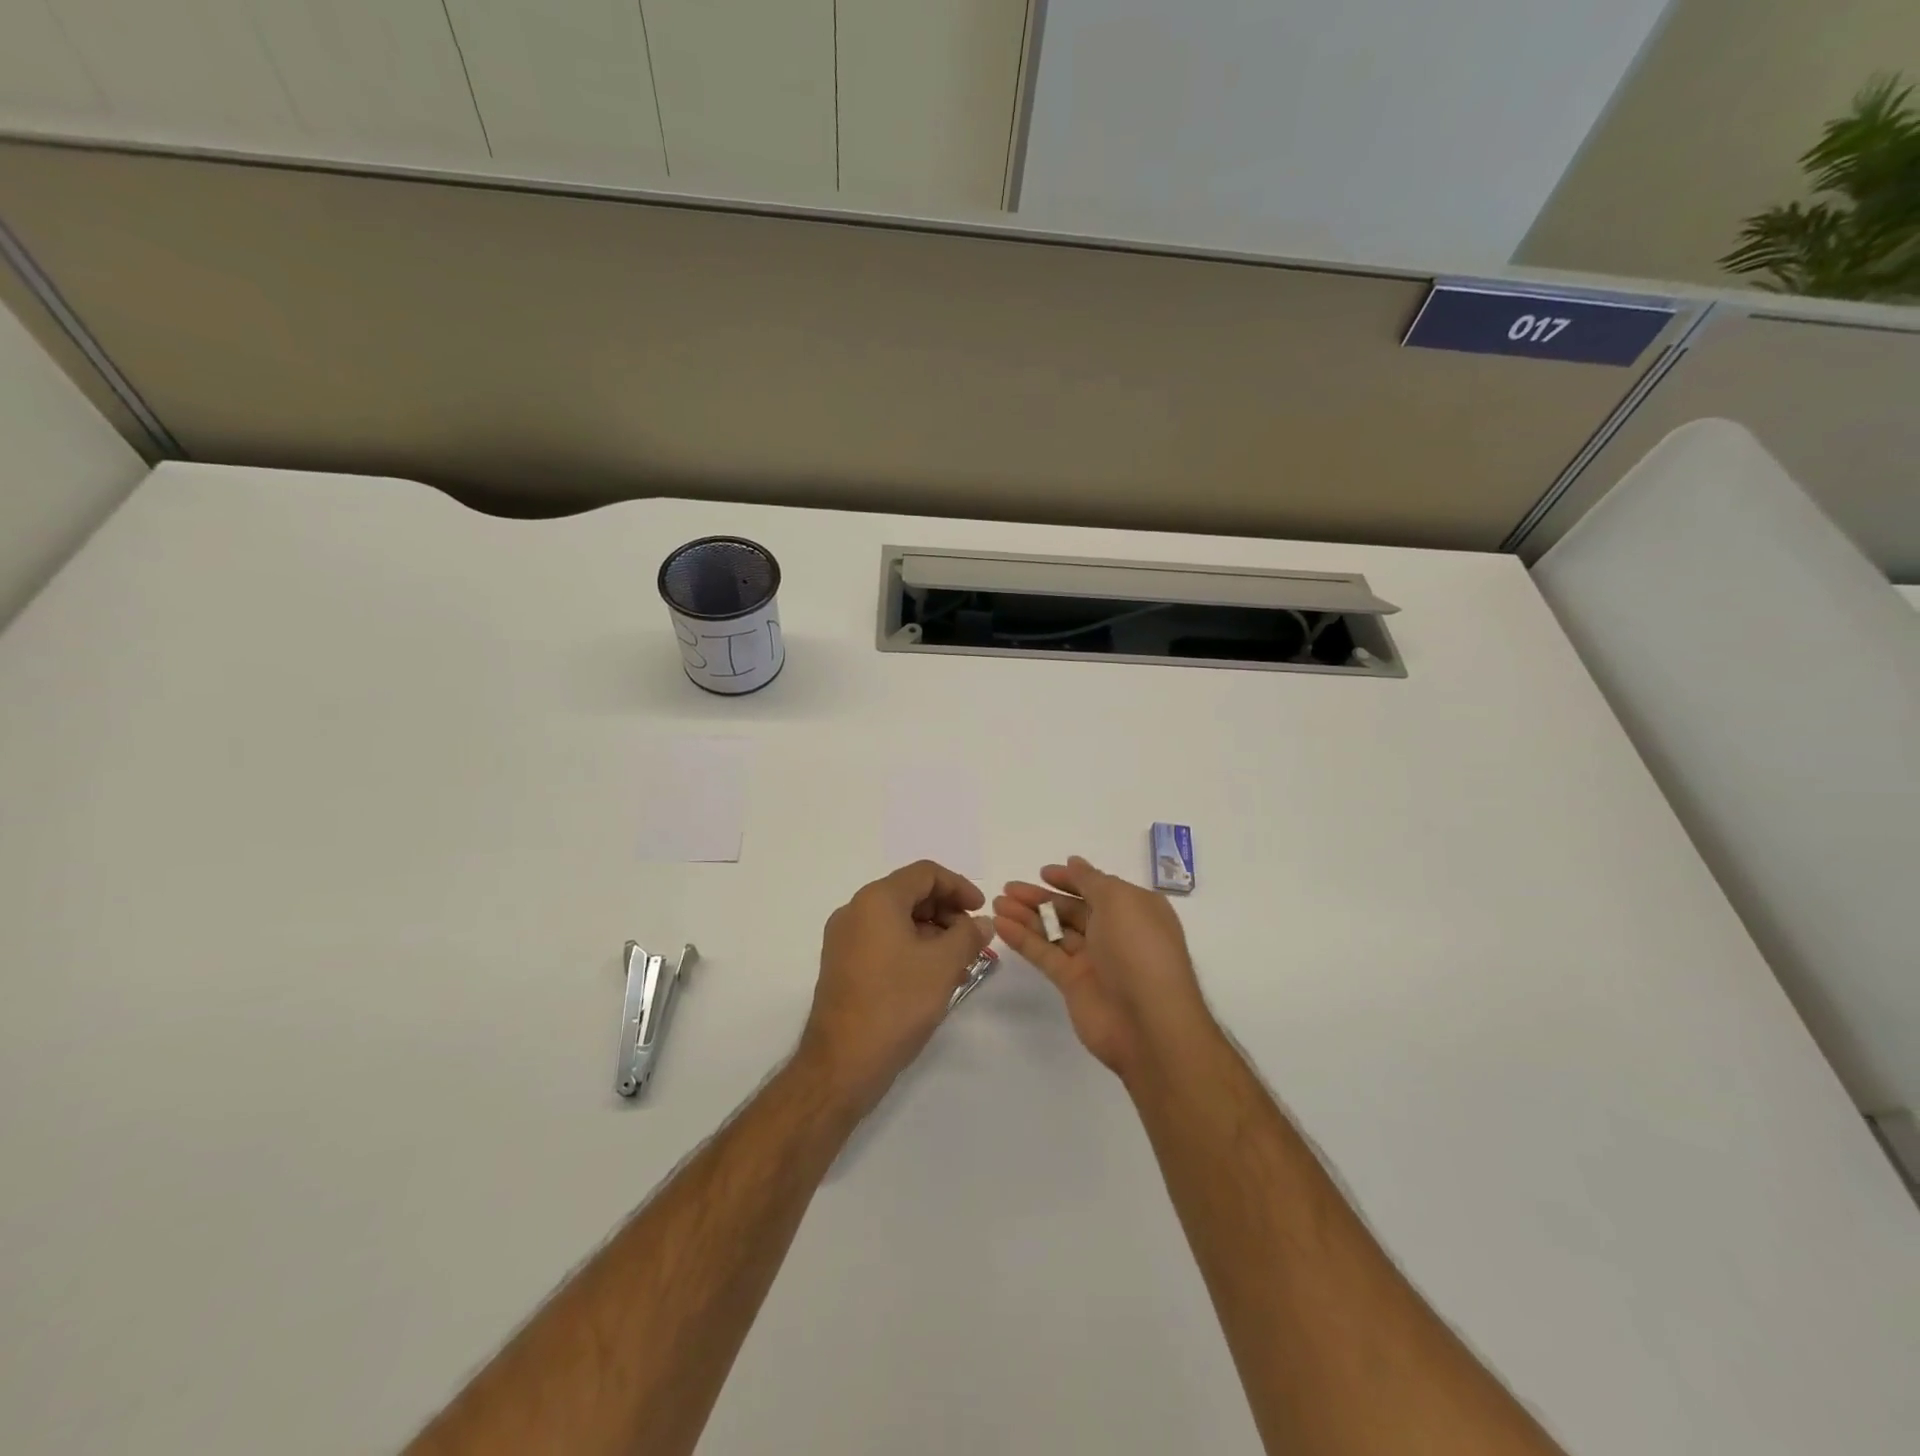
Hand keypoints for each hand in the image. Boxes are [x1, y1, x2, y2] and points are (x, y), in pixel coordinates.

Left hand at [799, 860, 991, 1114]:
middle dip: (946, 911)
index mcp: (876, 900)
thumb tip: (981, 922)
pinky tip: (932, 976)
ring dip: (931, 932)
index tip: (981, 912)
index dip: (959, 886)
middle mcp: (855, 911)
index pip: (925, 873)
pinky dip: (911, 947)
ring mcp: (844, 939)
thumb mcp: (943, 965)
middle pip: (909, 893)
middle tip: (973, 939)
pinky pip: (883, 941)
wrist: (842, 1063)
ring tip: (959, 962)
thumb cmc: (896, 1004)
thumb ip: (968, 935)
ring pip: (897, 919)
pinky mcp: (842, 965)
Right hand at [993, 856, 1211, 1080]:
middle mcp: (1114, 932)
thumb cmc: (1139, 948)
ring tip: (996, 903)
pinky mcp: (1073, 983)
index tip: (1042, 872)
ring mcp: (1093, 960)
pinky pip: (1045, 955)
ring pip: (1054, 931)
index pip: (1097, 888)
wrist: (1148, 1022)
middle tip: (1008, 887)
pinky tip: (1000, 925)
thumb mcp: (1119, 901)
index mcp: (1134, 910)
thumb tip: (1075, 863)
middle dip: (1040, 897)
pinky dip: (1023, 940)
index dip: (1070, 879)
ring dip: (1026, 915)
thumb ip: (1091, 880)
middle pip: (1071, 909)